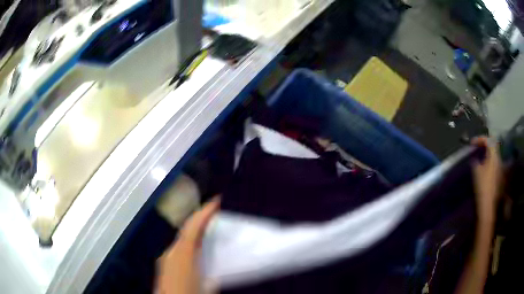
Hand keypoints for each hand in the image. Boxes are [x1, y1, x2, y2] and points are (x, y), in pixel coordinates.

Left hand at [156, 198, 219, 293]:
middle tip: (215, 214)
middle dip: (200, 220)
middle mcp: (171, 252)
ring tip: (209, 230)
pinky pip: (178, 249)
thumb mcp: (207, 288)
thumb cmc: (187, 293)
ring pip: (182, 240)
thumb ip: (214, 275)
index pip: (193, 228)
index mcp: (182, 255)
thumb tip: (218, 269)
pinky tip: (196, 250)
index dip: (204, 212)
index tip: (216, 200)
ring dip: (195, 232)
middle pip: (186, 231)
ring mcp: (165, 258)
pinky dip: (189, 244)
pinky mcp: (164, 265)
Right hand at [472, 137, 501, 223]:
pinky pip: (494, 164)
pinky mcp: (499, 176)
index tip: (471, 143)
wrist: (488, 204)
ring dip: (487, 154)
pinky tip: (484, 168)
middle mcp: (499, 159)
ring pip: (493, 155)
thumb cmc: (482, 186)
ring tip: (480, 158)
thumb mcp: (476, 171)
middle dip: (485, 145)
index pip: (488, 140)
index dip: (480, 139)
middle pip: (493, 146)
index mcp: (494, 156)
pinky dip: (489, 162)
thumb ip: (476, 161)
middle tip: (477, 147)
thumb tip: (475, 159)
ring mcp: (500, 168)